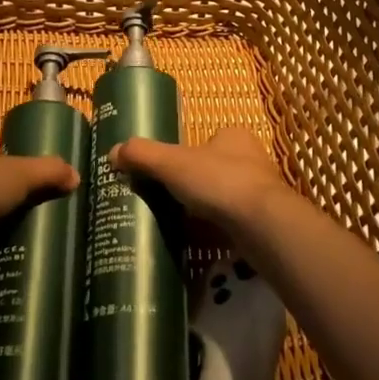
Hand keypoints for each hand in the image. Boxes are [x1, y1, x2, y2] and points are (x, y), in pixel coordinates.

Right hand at [109, 126, 309, 244]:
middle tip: (170, 200)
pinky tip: (201, 243)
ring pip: (226, 197)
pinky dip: (219, 231)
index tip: (169, 173)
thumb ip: (142, 155)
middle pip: (216, 168)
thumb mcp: (172, 163)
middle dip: (196, 184)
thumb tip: (113, 152)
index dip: (187, 154)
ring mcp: (262, 193)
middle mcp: (253, 160)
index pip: (207, 140)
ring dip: (208, 209)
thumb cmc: (219, 182)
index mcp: (234, 136)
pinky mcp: (265, 223)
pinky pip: (235, 223)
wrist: (263, 226)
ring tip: (181, 224)